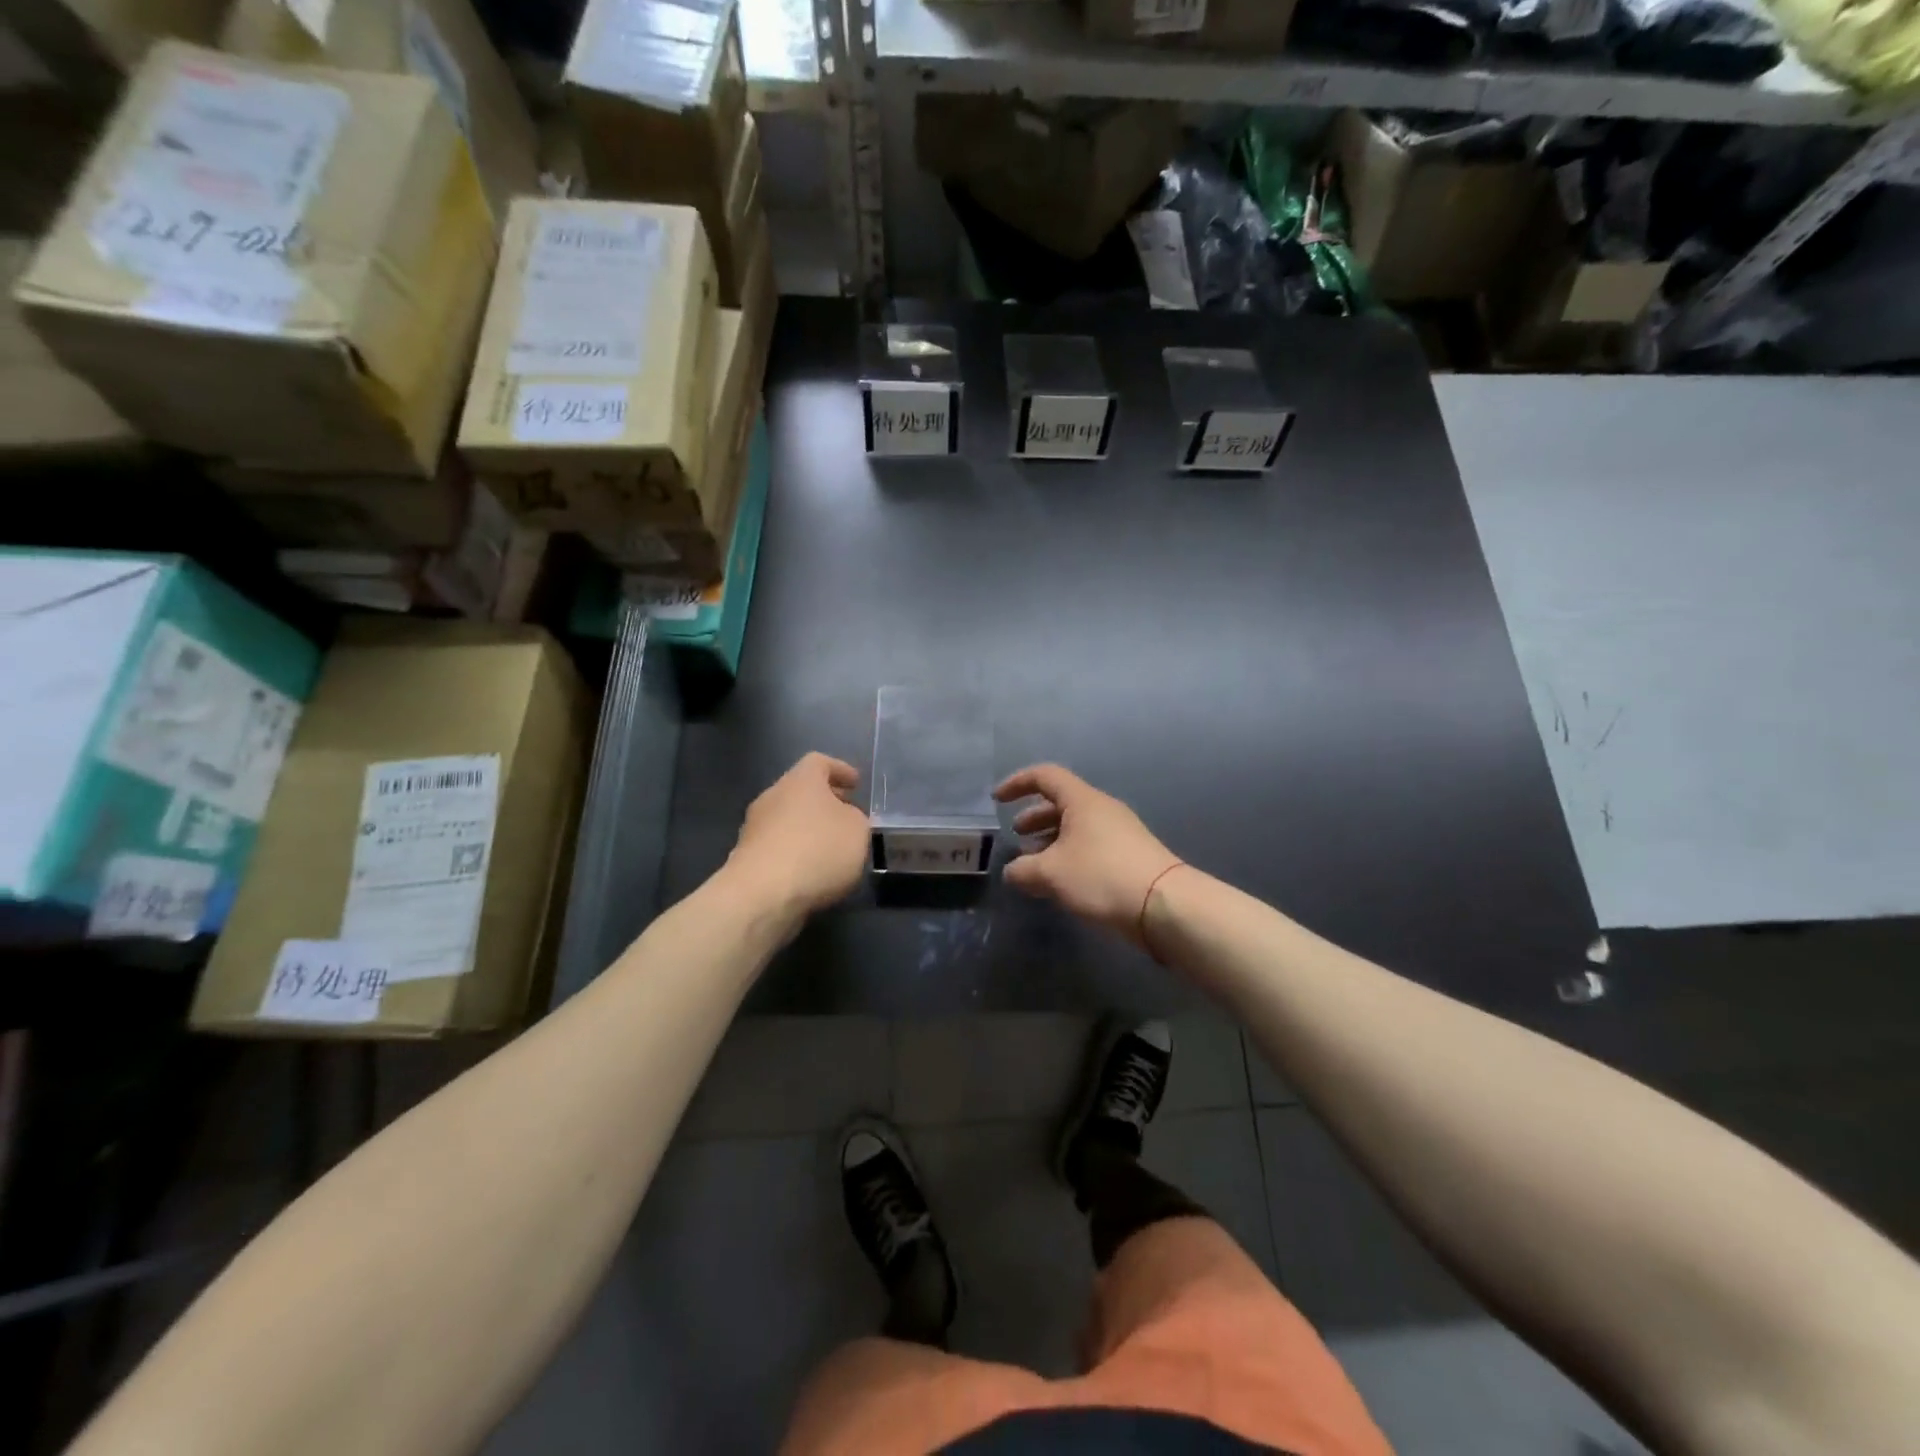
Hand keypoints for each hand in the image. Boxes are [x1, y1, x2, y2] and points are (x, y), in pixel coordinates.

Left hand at [726, 753, 869, 919]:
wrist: (762, 894)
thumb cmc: (818, 850)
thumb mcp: (858, 830)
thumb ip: (855, 818)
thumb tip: (843, 818)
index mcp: (800, 780)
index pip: (819, 762)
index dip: (840, 770)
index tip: (856, 783)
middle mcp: (773, 796)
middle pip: (801, 790)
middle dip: (825, 801)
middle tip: (847, 816)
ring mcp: (754, 827)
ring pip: (787, 819)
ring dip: (808, 828)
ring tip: (831, 848)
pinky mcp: (746, 857)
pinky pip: (778, 846)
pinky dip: (795, 852)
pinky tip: (811, 871)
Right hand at [993, 764, 1181, 947]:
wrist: (1164, 905)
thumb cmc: (1101, 876)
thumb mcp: (1051, 873)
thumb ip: (1023, 870)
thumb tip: (1012, 872)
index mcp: (1082, 800)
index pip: (1045, 776)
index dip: (1018, 783)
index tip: (997, 800)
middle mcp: (1102, 809)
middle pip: (1062, 802)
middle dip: (1034, 816)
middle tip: (1016, 835)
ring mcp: (1120, 832)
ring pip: (1077, 826)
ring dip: (1051, 839)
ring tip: (1034, 863)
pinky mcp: (1130, 855)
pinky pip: (1091, 845)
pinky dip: (1069, 854)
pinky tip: (1061, 880)